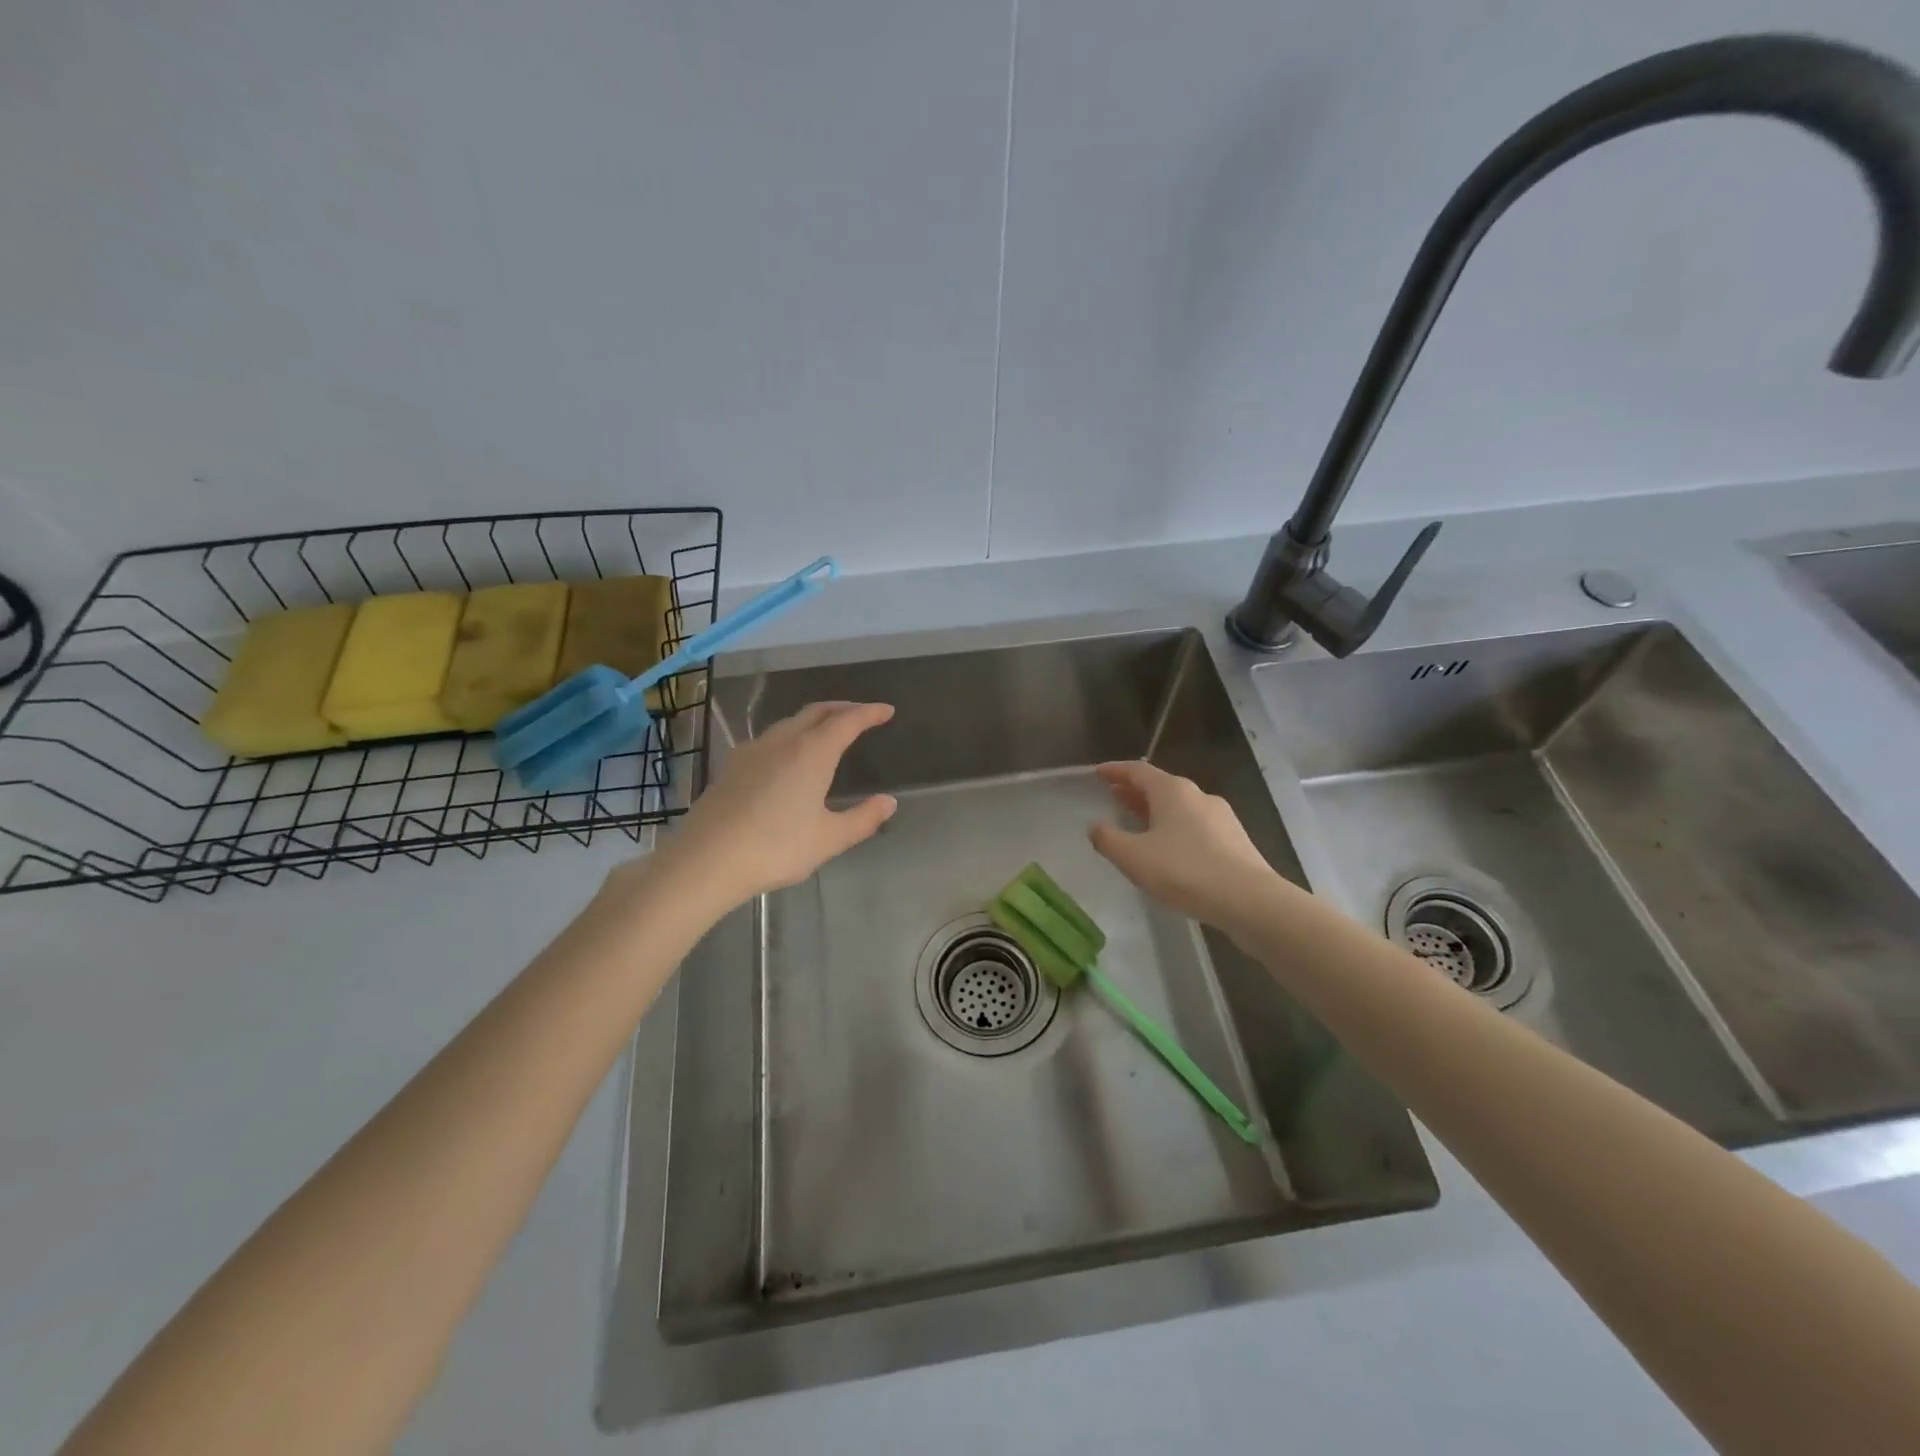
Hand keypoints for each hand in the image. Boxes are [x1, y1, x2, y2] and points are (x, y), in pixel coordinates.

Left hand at [643, 701, 896, 911]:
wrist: (706, 860)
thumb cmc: (776, 848)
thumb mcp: (829, 839)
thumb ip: (863, 819)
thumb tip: (888, 802)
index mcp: (812, 753)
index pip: (846, 721)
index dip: (869, 713)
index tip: (886, 711)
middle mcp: (782, 742)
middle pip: (816, 712)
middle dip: (842, 709)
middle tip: (861, 714)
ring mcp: (752, 751)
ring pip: (789, 723)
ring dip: (814, 720)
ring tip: (828, 732)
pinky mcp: (732, 766)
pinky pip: (770, 739)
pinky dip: (791, 736)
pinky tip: (788, 757)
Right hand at [1088, 760, 1279, 929]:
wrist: (1249, 901)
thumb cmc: (1185, 871)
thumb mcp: (1133, 857)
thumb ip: (1108, 839)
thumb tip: (1096, 827)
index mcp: (1172, 791)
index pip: (1137, 770)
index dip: (1115, 770)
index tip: (1097, 773)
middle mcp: (1198, 795)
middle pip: (1160, 786)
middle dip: (1134, 791)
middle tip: (1113, 796)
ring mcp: (1220, 817)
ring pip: (1179, 806)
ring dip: (1155, 810)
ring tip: (1137, 823)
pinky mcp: (1234, 840)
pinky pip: (1195, 825)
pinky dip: (1174, 827)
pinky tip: (1169, 849)